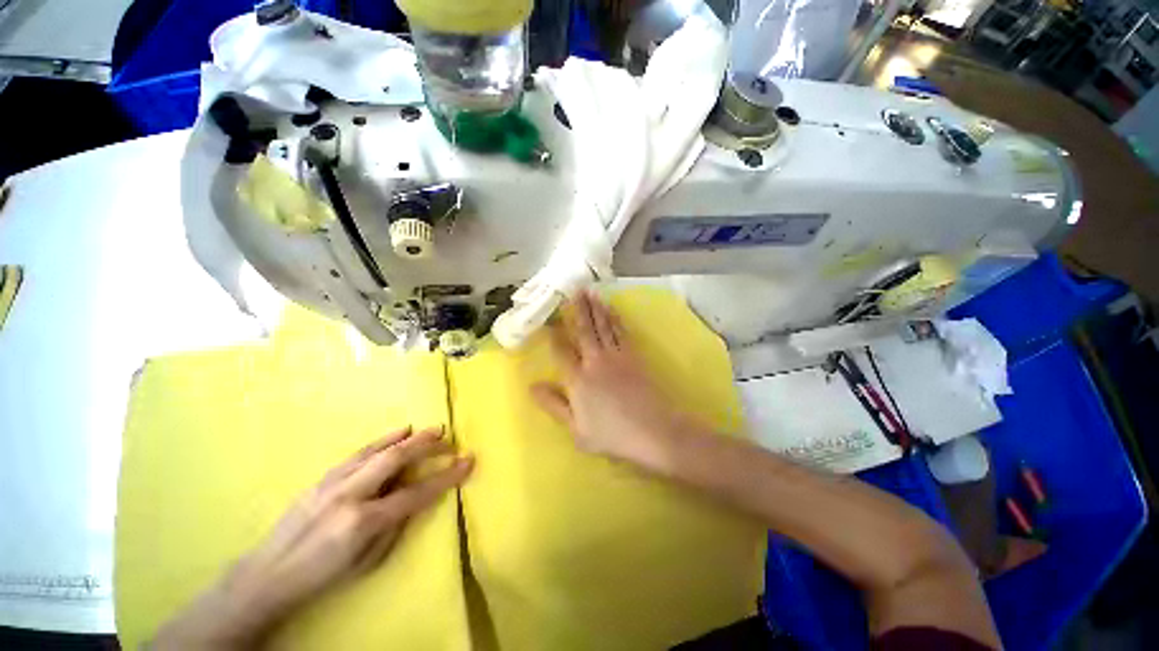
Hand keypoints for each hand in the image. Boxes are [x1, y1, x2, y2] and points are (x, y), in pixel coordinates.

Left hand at [155, 427, 472, 649]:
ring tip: (432, 430)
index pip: (417, 493)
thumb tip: (415, 497)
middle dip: (429, 447)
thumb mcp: (367, 561)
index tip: (468, 462)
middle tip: (450, 439)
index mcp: (364, 521)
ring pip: (379, 450)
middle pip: (397, 459)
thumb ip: (395, 525)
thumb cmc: (323, 576)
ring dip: (410, 438)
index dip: (446, 477)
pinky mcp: (324, 477)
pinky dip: (384, 440)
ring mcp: (335, 482)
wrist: (268, 574)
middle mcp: (351, 495)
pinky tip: (399, 431)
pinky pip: (360, 452)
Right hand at [531, 291, 700, 472]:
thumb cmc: (612, 435)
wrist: (653, 432)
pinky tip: (612, 310)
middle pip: (584, 331)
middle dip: (577, 309)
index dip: (554, 335)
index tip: (549, 320)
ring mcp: (616, 356)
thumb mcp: (576, 429)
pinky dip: (615, 319)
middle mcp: (595, 361)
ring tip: (590, 292)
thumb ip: (554, 405)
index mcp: (578, 379)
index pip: (561, 351)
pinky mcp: (634, 356)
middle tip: (574, 290)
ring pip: (603, 326)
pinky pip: (621, 332)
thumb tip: (532, 386)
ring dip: (596, 308)